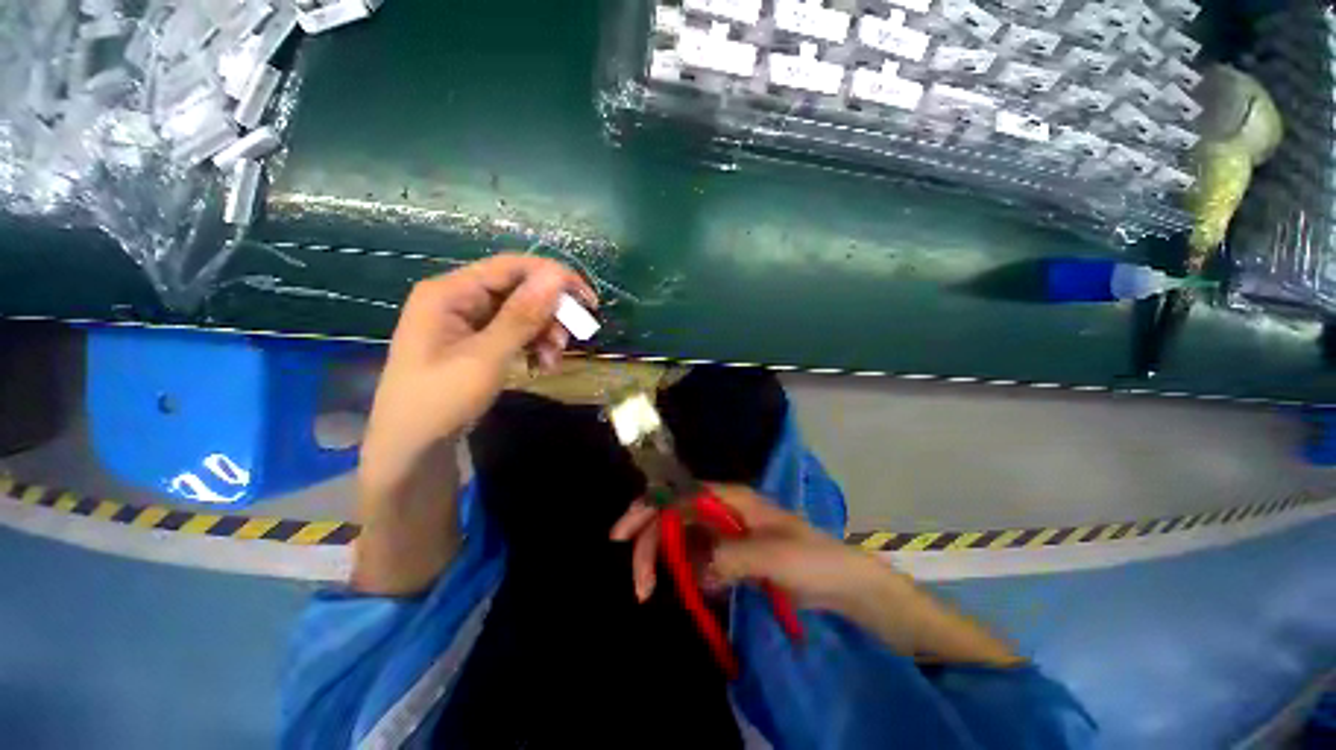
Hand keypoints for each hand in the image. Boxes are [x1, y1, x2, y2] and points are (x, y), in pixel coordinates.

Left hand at [360, 254, 595, 491]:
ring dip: (545, 333)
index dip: (554, 277)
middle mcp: (459, 298)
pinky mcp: (477, 341)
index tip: (588, 300)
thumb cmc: (440, 400)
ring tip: (552, 361)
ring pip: (522, 313)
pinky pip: (515, 332)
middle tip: (569, 340)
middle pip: (519, 289)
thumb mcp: (486, 357)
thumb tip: (557, 276)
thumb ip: (522, 315)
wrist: (412, 448)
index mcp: (450, 291)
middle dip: (549, 314)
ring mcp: (467, 321)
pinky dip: (533, 345)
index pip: (511, 266)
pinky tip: (542, 365)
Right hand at [612, 486, 1023, 665]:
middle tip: (640, 587)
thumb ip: (731, 557)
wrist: (844, 583)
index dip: (648, 509)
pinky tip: (698, 595)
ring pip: (683, 541)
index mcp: (732, 499)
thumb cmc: (814, 560)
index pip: (680, 495)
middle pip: (674, 518)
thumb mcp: (775, 557)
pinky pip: (699, 562)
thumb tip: (695, 570)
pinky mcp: (731, 555)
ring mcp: (726, 533)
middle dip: (651, 545)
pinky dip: (690, 577)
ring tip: (660, 593)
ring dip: (668, 565)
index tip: (622, 536)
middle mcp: (723, 510)